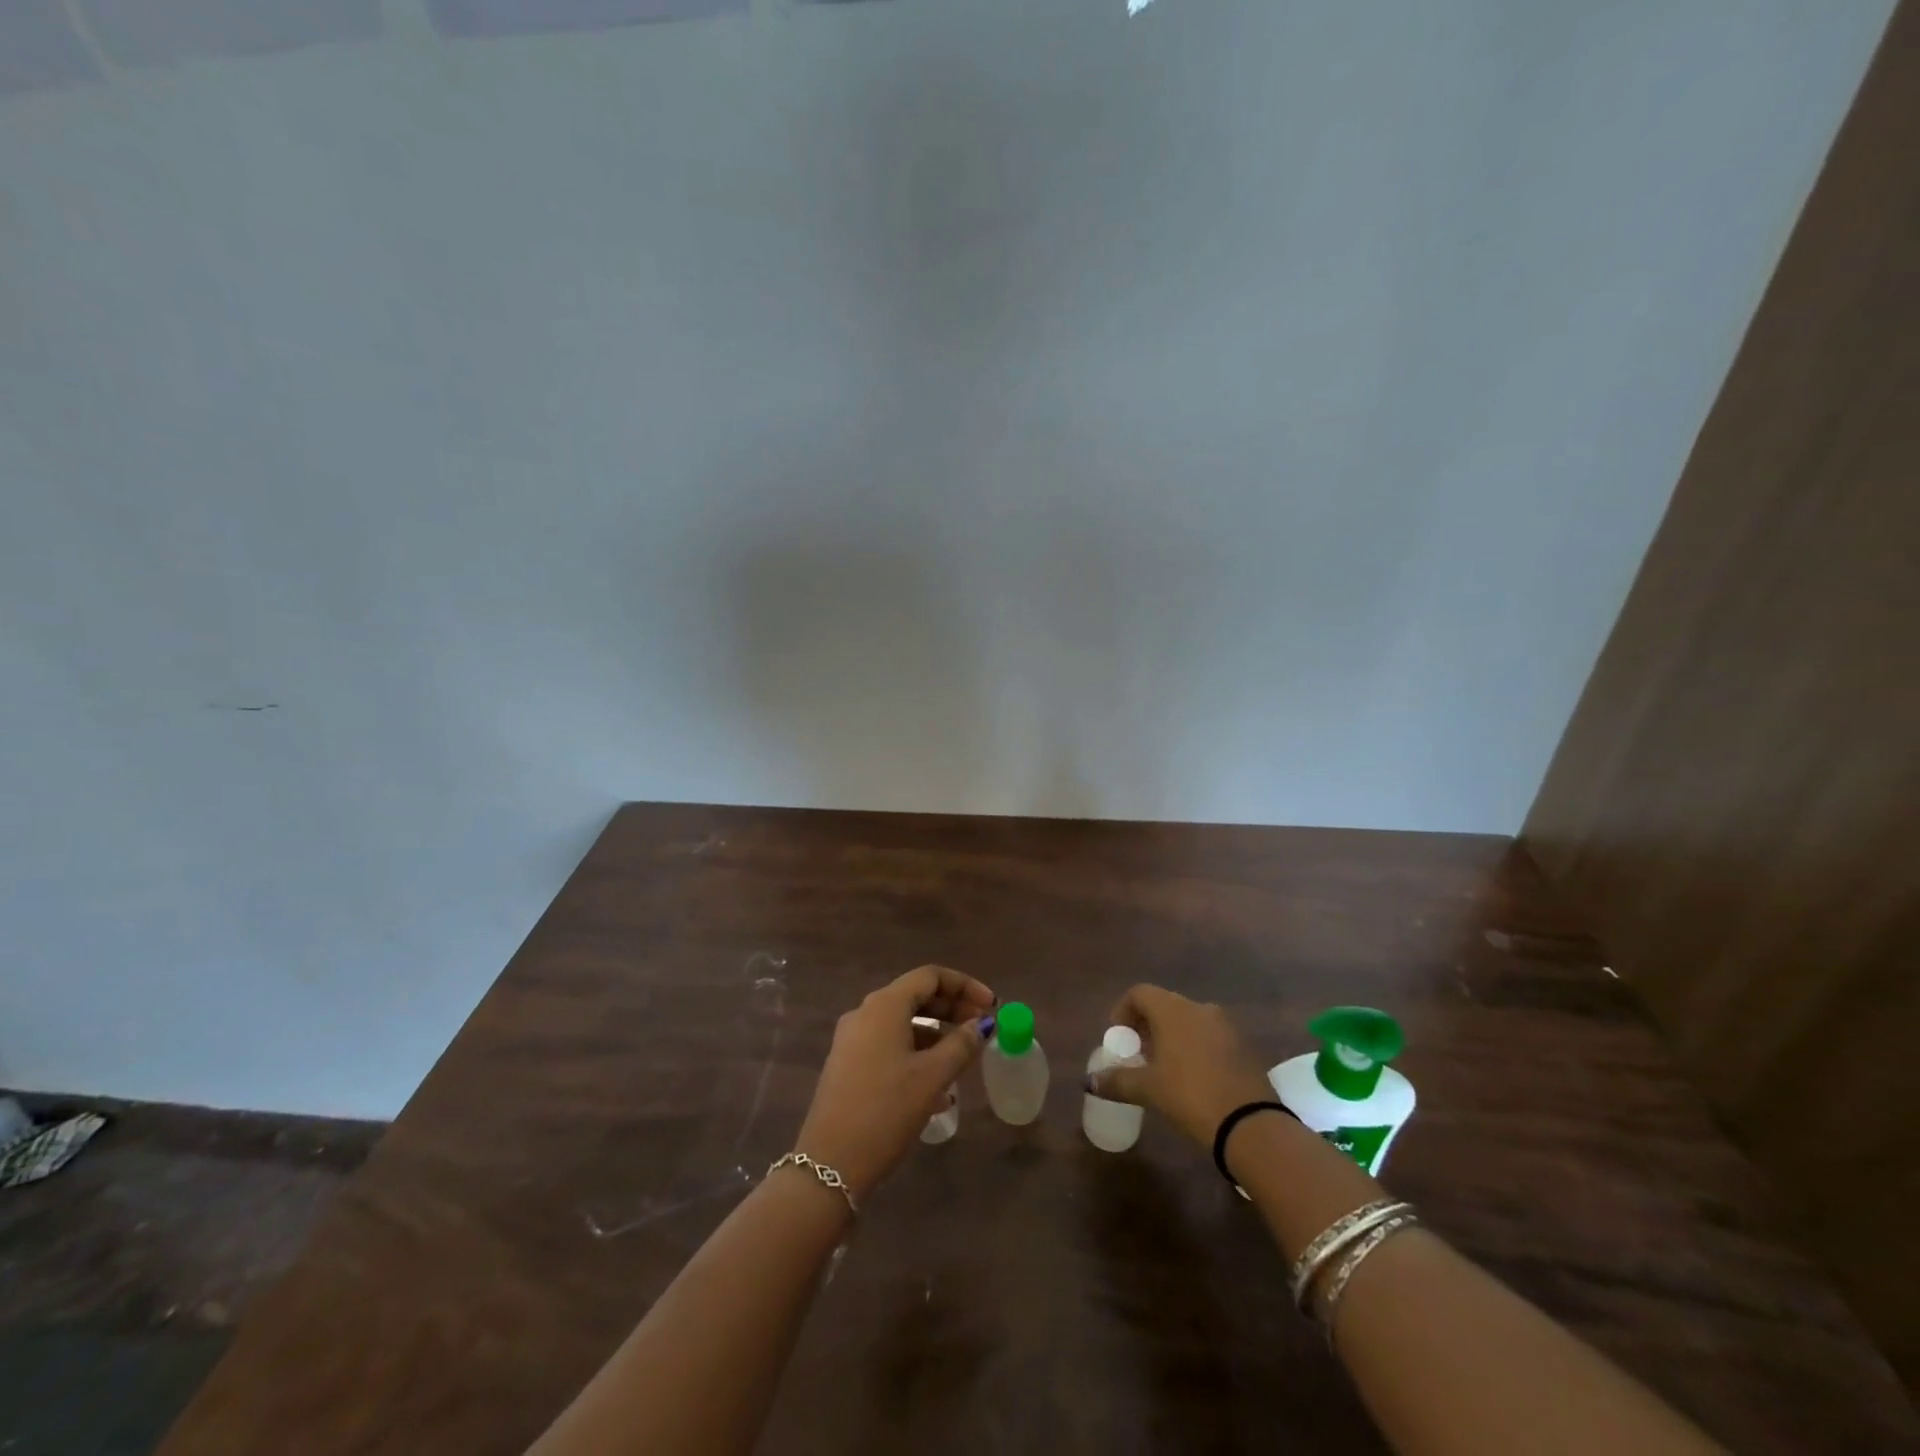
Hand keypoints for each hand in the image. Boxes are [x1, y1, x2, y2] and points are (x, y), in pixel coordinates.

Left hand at [794, 966, 995, 1199]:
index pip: (930, 976)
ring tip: (964, 1060)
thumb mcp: (932, 1076)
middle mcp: (865, 1013)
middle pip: (916, 996)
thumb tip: (983, 1023)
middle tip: (982, 1028)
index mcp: (884, 1005)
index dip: (965, 985)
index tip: (992, 1006)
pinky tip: (937, 1089)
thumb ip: (962, 1044)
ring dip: (936, 1034)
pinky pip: (889, 1045)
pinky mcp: (847, 1065)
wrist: (829, 1164)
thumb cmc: (886, 1110)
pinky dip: (916, 1053)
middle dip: (952, 1008)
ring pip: (903, 1023)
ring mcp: (852, 1040)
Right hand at [1087, 984, 1273, 1147]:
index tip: (1119, 1039)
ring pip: (1188, 1020)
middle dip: (1147, 1026)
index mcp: (1173, 1010)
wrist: (1251, 1125)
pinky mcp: (1243, 1046)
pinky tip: (1192, 1077)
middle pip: (1164, 1004)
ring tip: (1163, 1068)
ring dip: (1171, 1036)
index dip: (1123, 1011)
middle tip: (1138, 1055)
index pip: (1139, 993)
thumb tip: (1091, 1081)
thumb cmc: (1190, 1096)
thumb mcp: (1148, 1090)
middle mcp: (1199, 1008)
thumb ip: (1117, 1081)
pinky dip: (1194, 1047)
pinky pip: (1209, 1036)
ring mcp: (1225, 1025)